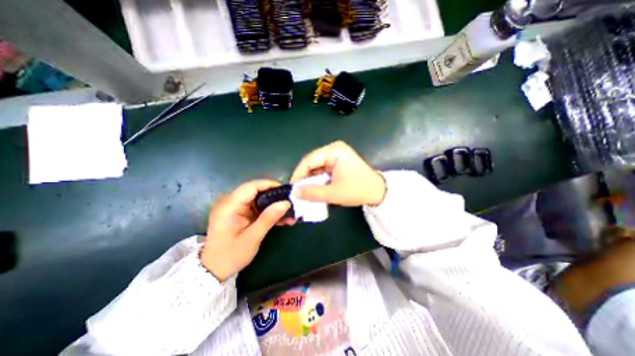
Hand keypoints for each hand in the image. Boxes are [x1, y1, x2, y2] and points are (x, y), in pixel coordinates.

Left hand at [200, 180, 288, 281]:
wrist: (214, 270)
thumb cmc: (230, 256)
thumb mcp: (252, 238)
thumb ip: (268, 219)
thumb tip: (286, 203)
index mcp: (229, 206)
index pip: (250, 187)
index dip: (269, 185)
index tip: (285, 190)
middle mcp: (230, 203)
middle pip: (256, 191)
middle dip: (274, 196)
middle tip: (290, 202)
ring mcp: (235, 208)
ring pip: (258, 199)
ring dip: (274, 205)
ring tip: (289, 213)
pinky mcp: (240, 214)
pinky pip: (257, 208)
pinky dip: (269, 212)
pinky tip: (281, 219)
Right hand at [289, 139, 384, 205]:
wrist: (378, 192)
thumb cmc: (358, 190)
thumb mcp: (333, 193)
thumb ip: (312, 193)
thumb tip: (295, 193)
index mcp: (334, 151)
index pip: (309, 160)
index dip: (298, 174)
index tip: (292, 187)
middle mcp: (334, 149)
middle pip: (312, 162)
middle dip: (305, 177)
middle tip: (298, 191)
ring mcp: (337, 155)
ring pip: (317, 167)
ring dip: (311, 179)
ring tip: (305, 191)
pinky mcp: (338, 162)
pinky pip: (323, 169)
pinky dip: (319, 179)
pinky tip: (316, 188)